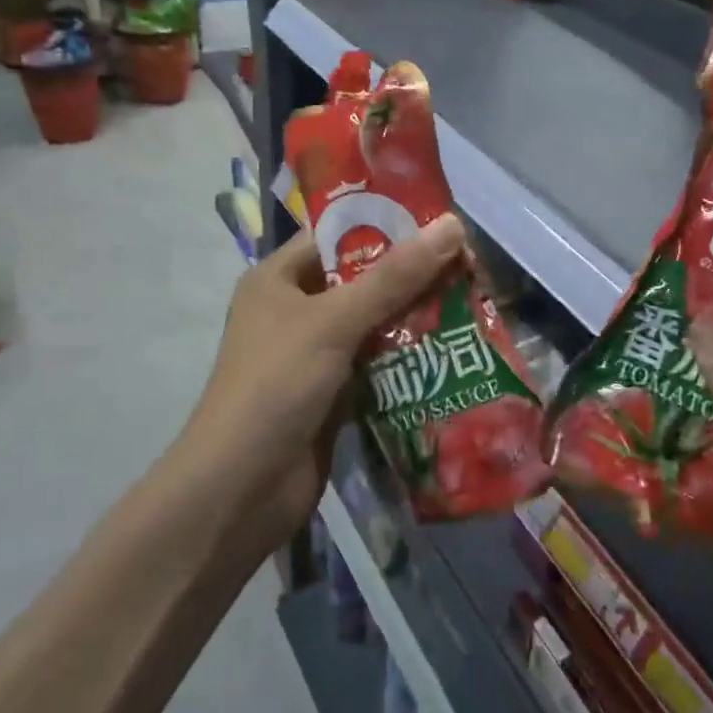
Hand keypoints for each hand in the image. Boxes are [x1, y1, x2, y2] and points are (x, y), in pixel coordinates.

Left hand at [187, 216, 463, 544]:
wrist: (241, 490)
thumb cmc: (276, 386)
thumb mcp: (333, 321)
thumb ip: (394, 276)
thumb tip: (452, 224)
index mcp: (279, 278)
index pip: (337, 236)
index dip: (386, 224)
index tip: (440, 222)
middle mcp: (294, 310)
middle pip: (361, 280)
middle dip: (411, 274)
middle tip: (469, 265)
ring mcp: (314, 354)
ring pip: (374, 323)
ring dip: (416, 317)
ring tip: (472, 301)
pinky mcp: (333, 393)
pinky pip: (377, 363)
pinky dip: (408, 357)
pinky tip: (452, 349)